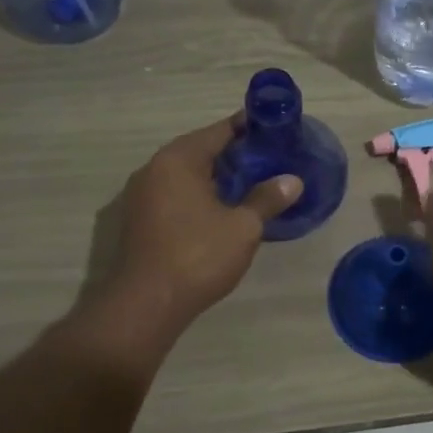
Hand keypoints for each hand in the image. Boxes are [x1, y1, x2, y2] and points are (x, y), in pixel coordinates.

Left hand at [86, 115, 301, 341]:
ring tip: (252, 182)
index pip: (219, 130)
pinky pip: (175, 194)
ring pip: (186, 174)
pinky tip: (223, 208)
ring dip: (216, 175)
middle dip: (235, 153)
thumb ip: (267, 199)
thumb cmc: (197, 256)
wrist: (146, 305)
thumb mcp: (242, 227)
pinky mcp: (139, 219)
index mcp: (178, 160)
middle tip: (269, 158)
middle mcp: (154, 168)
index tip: (275, 129)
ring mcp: (142, 195)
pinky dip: (199, 194)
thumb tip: (293, 180)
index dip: (249, 128)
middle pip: (201, 150)